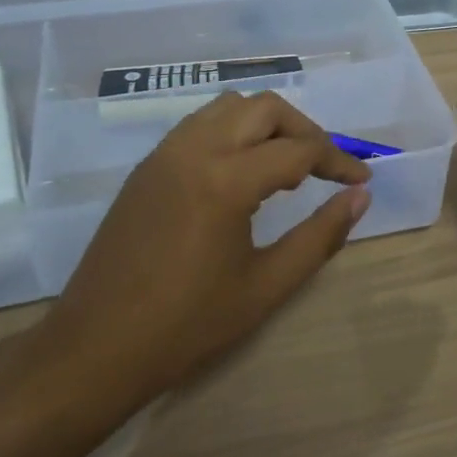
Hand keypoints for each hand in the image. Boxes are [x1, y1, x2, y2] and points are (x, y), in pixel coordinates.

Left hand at [16, 91, 371, 418]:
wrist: (95, 348)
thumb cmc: (187, 325)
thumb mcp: (266, 287)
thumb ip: (319, 236)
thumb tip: (360, 198)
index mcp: (225, 179)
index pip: (299, 150)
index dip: (338, 161)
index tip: (361, 181)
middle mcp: (194, 150)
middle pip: (264, 108)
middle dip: (304, 130)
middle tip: (326, 168)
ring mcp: (164, 154)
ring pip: (228, 107)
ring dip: (266, 124)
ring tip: (287, 166)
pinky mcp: (147, 167)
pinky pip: (200, 125)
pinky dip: (233, 132)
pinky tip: (242, 172)